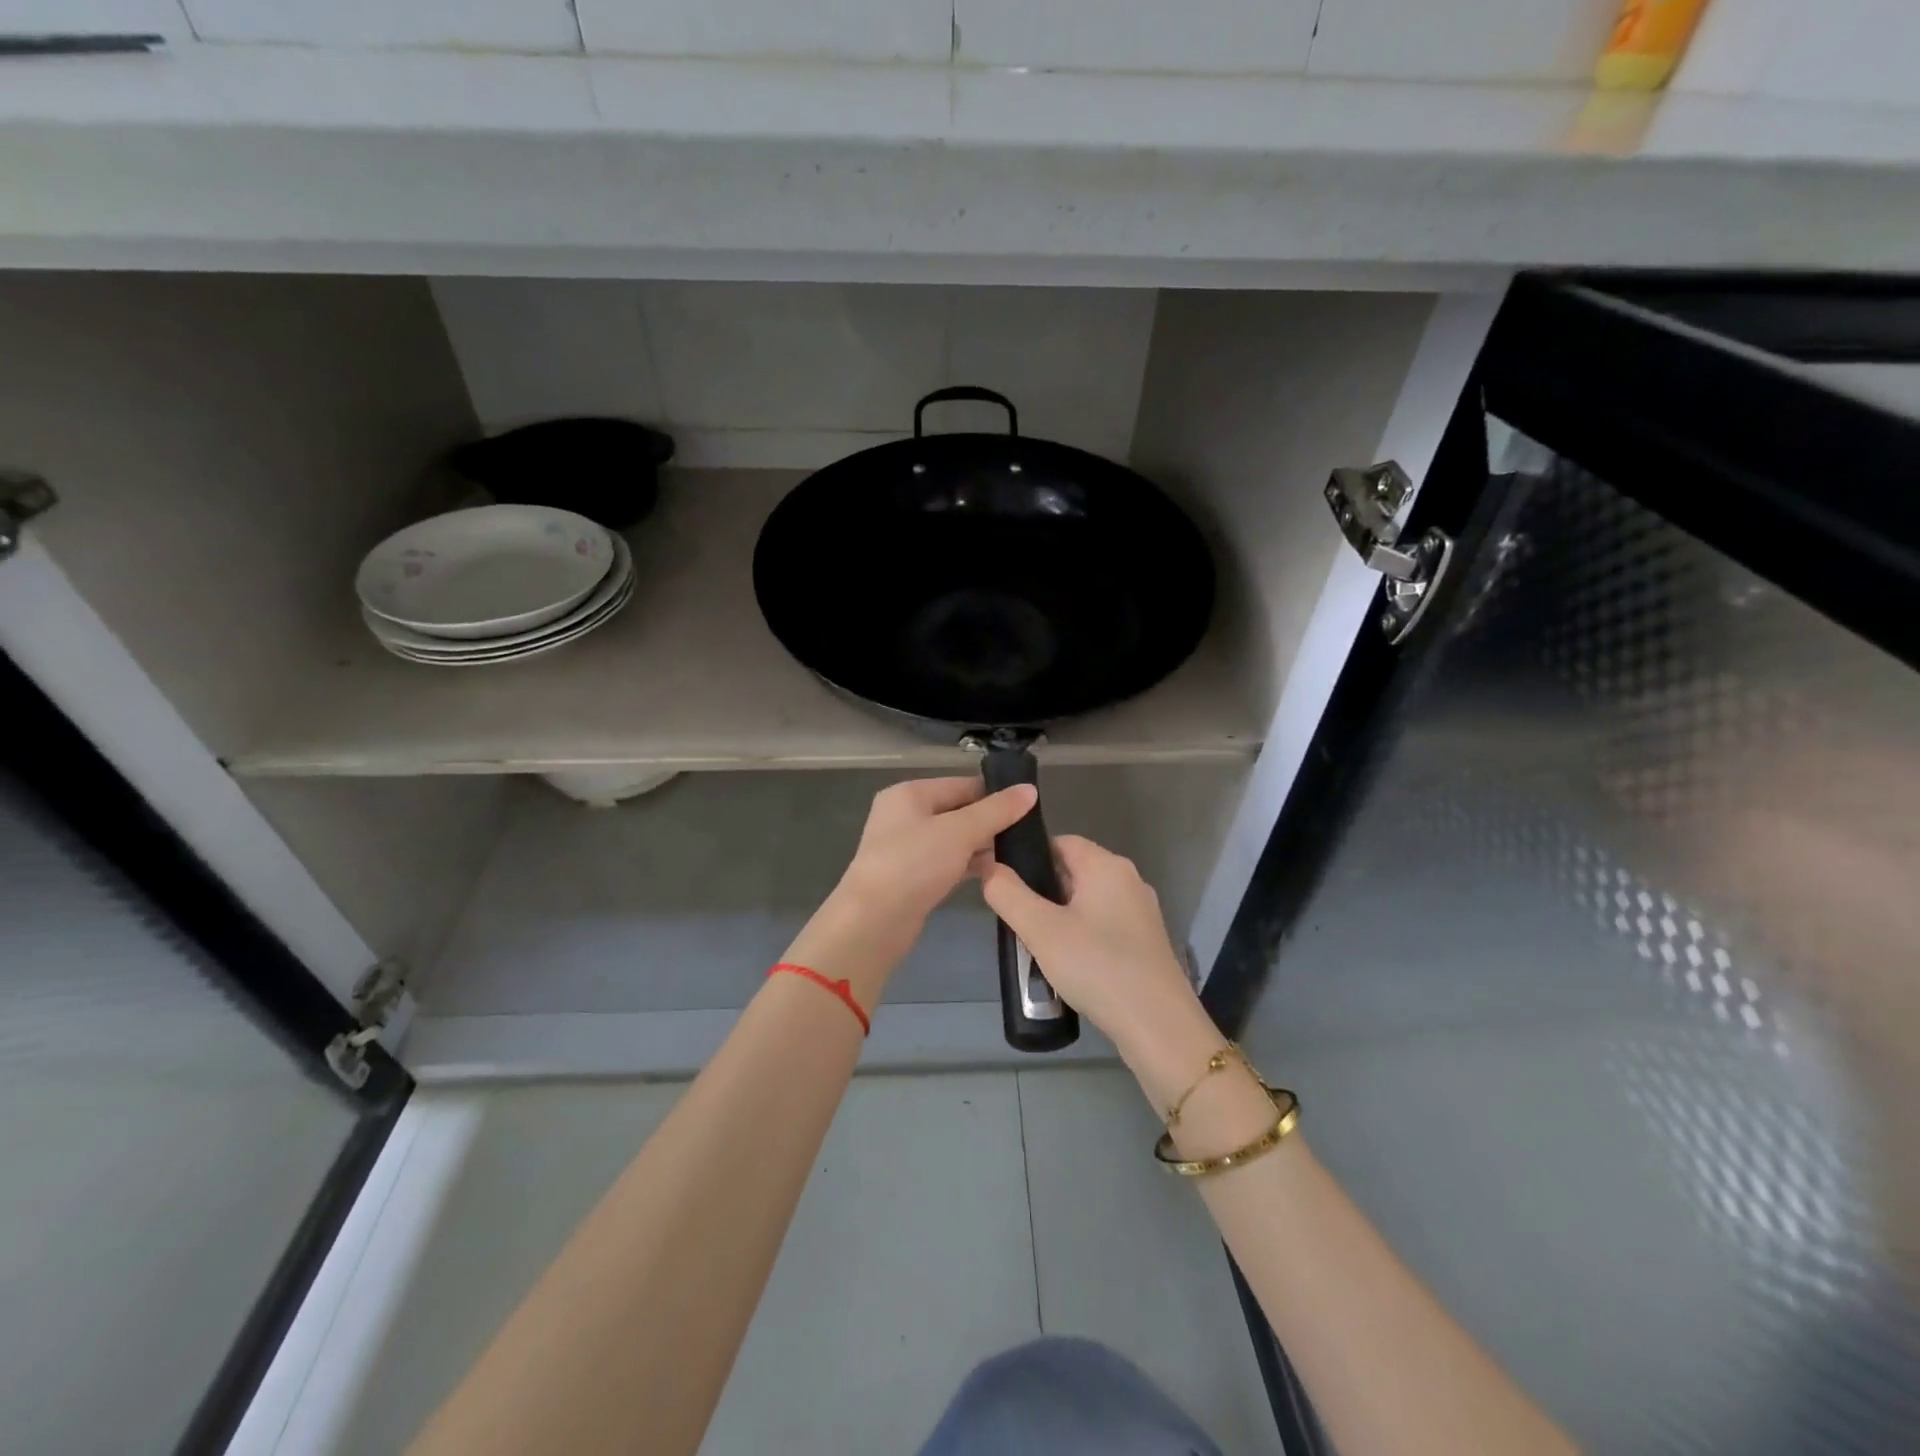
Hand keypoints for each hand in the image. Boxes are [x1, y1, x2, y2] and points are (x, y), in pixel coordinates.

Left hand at [786, 777, 1037, 1008]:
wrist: (873, 921)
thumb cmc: (914, 864)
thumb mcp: (960, 831)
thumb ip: (996, 810)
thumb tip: (1030, 790)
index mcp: (910, 794)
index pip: (962, 784)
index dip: (996, 794)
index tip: (1031, 807)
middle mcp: (904, 815)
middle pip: (958, 811)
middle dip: (991, 822)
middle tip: (1030, 834)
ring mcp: (906, 848)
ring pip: (954, 839)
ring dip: (982, 846)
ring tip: (1019, 854)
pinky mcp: (911, 877)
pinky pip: (947, 862)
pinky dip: (968, 865)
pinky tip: (995, 874)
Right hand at [979, 834, 1203, 1065]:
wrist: (1158, 1026)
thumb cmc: (1097, 967)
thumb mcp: (1041, 930)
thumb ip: (1008, 894)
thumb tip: (989, 867)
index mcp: (1107, 865)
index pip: (1060, 842)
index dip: (1028, 857)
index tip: (1004, 885)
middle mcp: (1128, 880)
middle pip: (1073, 871)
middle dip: (1041, 891)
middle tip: (1016, 921)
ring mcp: (1140, 912)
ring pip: (1086, 901)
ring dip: (1059, 917)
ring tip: (1036, 945)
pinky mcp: (1144, 942)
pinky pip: (1102, 925)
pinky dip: (1080, 936)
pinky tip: (1067, 964)